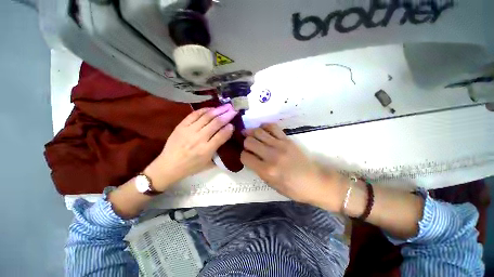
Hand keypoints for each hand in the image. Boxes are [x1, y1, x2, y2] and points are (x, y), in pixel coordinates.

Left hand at [145, 104, 236, 190]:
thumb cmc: (190, 167)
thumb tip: (226, 141)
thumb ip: (219, 154)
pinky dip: (204, 110)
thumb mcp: (208, 164)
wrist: (168, 166)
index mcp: (206, 150)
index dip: (229, 128)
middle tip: (234, 110)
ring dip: (218, 110)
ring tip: (226, 106)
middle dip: (227, 115)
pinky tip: (212, 108)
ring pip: (207, 117)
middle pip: (216, 123)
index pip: (221, 136)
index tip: (234, 124)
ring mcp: (189, 130)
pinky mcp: (181, 126)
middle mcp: (199, 139)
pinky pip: (194, 114)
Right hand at [240, 123, 342, 209]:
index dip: (242, 156)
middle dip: (245, 143)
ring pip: (258, 131)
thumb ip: (259, 171)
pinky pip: (272, 127)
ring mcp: (280, 145)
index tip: (246, 156)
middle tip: (248, 145)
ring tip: (251, 135)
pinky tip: (263, 130)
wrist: (316, 182)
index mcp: (266, 170)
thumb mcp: (272, 185)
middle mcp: (271, 155)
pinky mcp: (287, 139)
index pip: (245, 156)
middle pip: (249, 141)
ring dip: (252, 133)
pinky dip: (265, 127)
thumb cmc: (294, 189)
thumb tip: (251, 158)